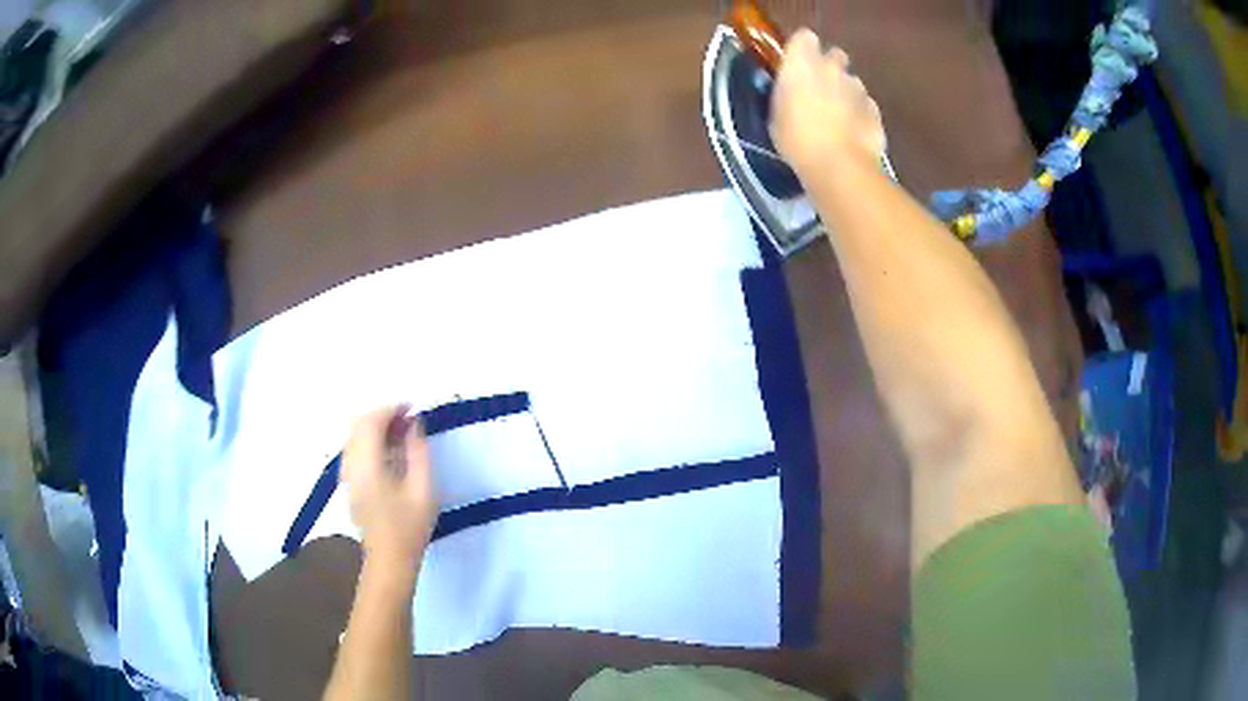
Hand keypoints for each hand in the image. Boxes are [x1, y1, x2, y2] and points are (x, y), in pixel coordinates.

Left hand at [342, 405, 437, 565]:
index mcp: (367, 466)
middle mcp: (351, 465)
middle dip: (382, 415)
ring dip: (375, 428)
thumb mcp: (423, 489)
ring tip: (401, 434)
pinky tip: (390, 452)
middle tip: (408, 420)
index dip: (390, 409)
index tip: (412, 408)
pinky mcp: (349, 483)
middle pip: (358, 425)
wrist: (390, 560)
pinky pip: (355, 450)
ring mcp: (347, 475)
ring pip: (354, 436)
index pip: (371, 423)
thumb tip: (414, 425)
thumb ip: (419, 452)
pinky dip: (370, 441)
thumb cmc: (410, 527)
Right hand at [769, 29, 884, 176]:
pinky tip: (852, 132)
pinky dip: (860, 113)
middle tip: (819, 89)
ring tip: (837, 116)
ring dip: (845, 92)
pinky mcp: (875, 110)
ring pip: (852, 81)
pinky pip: (865, 105)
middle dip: (829, 67)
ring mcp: (857, 89)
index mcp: (802, 63)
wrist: (839, 166)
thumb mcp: (776, 115)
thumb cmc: (796, 139)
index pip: (805, 37)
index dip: (802, 48)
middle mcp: (832, 68)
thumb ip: (787, 93)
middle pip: (835, 55)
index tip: (797, 63)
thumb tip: (794, 91)